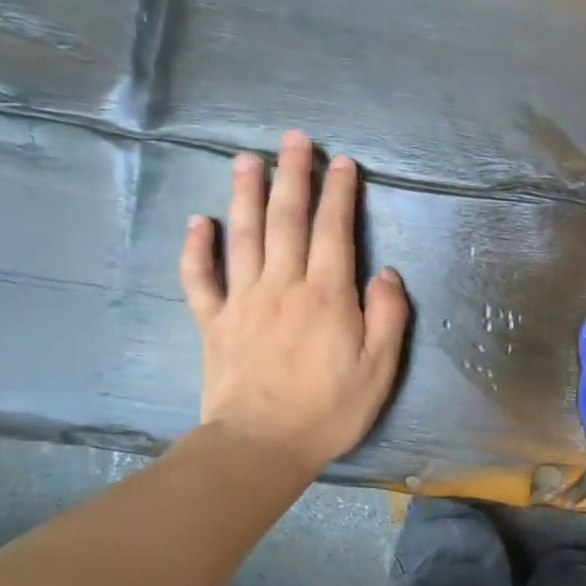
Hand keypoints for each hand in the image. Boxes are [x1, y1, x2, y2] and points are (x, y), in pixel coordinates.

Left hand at [179, 131, 409, 473]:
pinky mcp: (214, 322)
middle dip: (292, 176)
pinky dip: (196, 248)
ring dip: (245, 194)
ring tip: (247, 159)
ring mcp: (243, 301)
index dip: (338, 193)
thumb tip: (386, 272)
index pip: (333, 230)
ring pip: (242, 236)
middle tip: (294, 139)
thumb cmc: (329, 409)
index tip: (341, 161)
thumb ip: (388, 315)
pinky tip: (198, 222)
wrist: (261, 446)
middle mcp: (283, 285)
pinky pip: (200, 279)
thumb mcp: (380, 368)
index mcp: (327, 295)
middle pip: (286, 219)